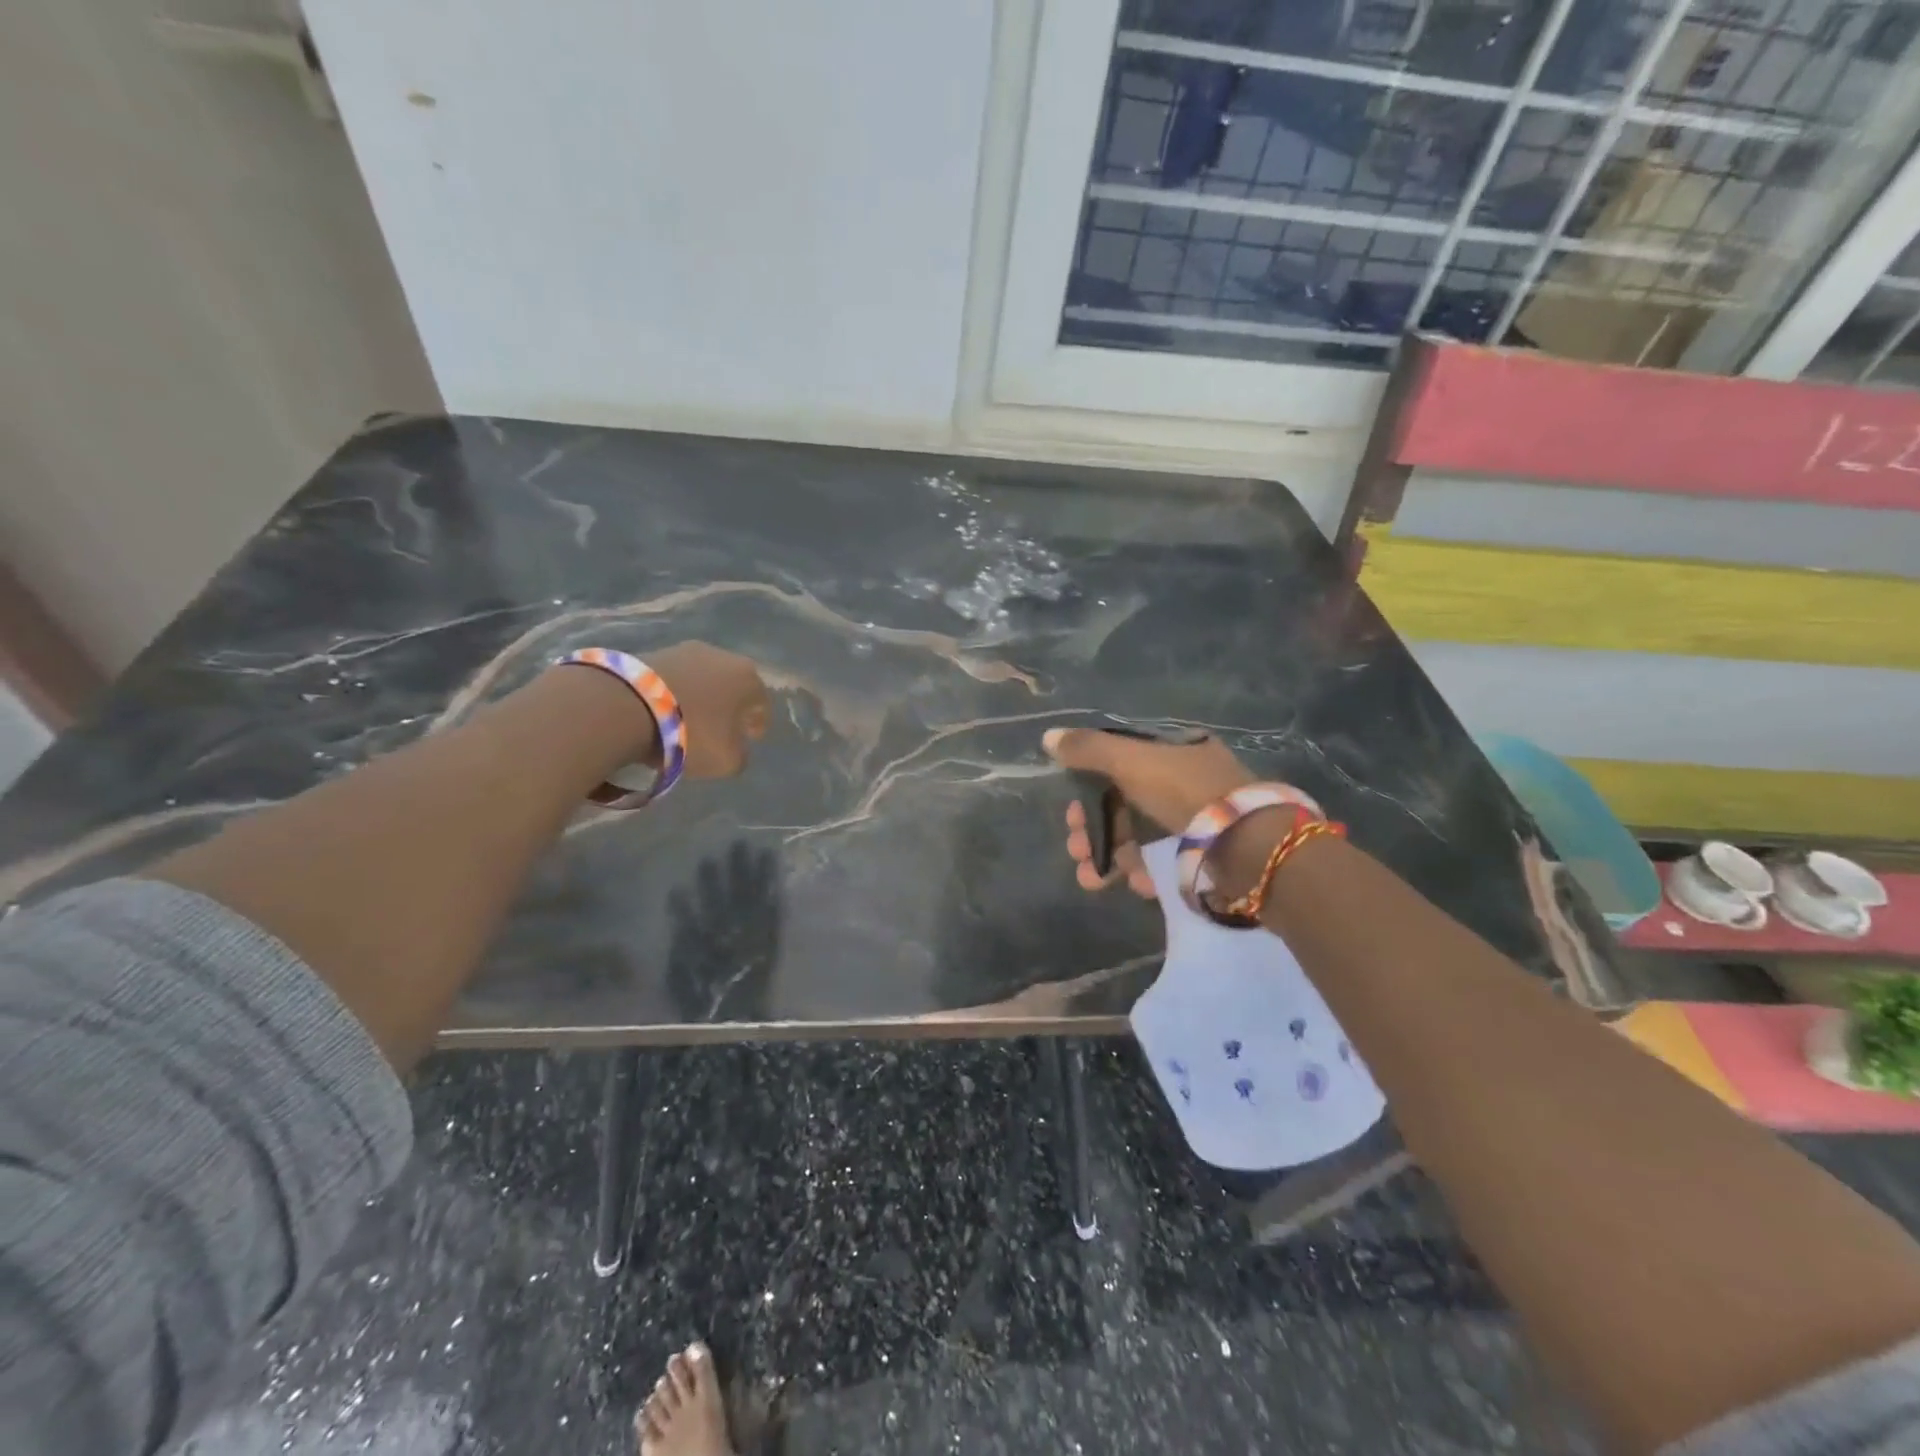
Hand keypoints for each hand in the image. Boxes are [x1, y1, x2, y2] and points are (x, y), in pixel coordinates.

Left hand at [649, 642, 770, 777]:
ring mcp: (685, 649)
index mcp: (748, 678)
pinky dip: (674, 692)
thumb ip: (741, 755)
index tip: (750, 738)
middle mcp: (722, 656)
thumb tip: (735, 748)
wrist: (626, 706)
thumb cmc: (692, 733)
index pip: (762, 703)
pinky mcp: (653, 651)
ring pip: (702, 678)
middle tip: (721, 728)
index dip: (757, 723)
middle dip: (729, 706)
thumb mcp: (727, 761)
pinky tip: (664, 711)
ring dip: (700, 696)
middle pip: (732, 686)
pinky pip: (674, 677)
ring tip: (689, 719)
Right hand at [1043, 726, 1255, 896]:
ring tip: (1094, 881)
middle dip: (1093, 830)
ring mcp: (1195, 819)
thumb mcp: (1131, 761)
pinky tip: (1139, 884)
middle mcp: (1183, 780)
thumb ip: (1088, 750)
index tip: (1068, 811)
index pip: (1117, 763)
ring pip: (1140, 837)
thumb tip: (1048, 736)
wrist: (1249, 845)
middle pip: (1123, 804)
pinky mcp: (1204, 854)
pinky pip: (1164, 860)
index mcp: (1171, 751)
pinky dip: (1145, 872)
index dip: (1087, 787)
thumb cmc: (1184, 792)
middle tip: (1076, 851)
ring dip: (1110, 858)